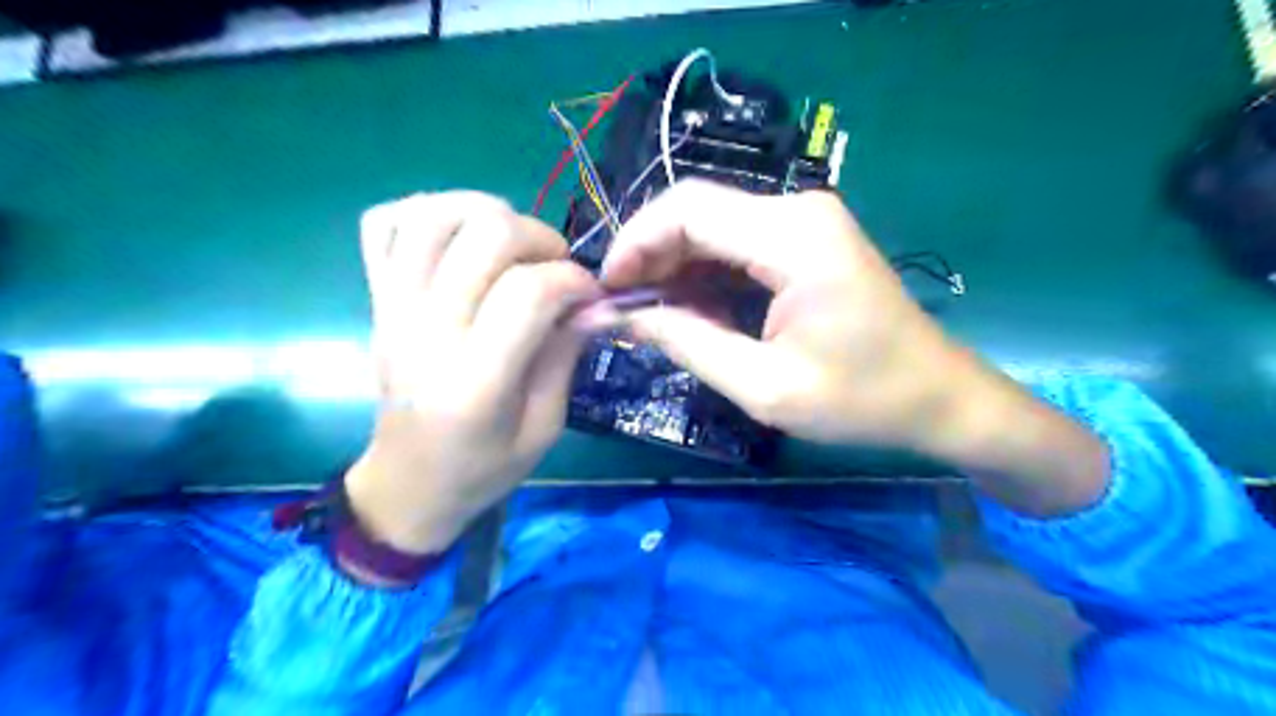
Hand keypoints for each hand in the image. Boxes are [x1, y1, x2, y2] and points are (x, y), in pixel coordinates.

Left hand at [347, 194, 600, 555]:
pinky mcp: (376, 298)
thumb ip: (566, 355)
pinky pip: (383, 224)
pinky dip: (426, 212)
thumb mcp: (544, 426)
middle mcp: (427, 333)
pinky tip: (461, 240)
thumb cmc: (483, 467)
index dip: (573, 280)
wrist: (408, 482)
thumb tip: (595, 301)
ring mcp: (393, 309)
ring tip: (513, 246)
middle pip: (484, 235)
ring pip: (432, 214)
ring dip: (487, 212)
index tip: (590, 297)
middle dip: (540, 238)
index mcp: (475, 382)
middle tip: (556, 269)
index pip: (529, 292)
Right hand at [598, 182, 968, 452]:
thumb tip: (625, 318)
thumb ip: (689, 344)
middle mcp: (797, 211)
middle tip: (621, 307)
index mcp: (792, 236)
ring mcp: (805, 223)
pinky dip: (704, 273)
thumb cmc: (861, 399)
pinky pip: (738, 244)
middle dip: (650, 255)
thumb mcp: (764, 386)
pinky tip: (689, 309)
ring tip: (647, 313)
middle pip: (697, 211)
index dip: (635, 243)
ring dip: (674, 266)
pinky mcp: (807, 242)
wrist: (939, 397)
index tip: (607, 290)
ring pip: (714, 227)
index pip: (687, 210)